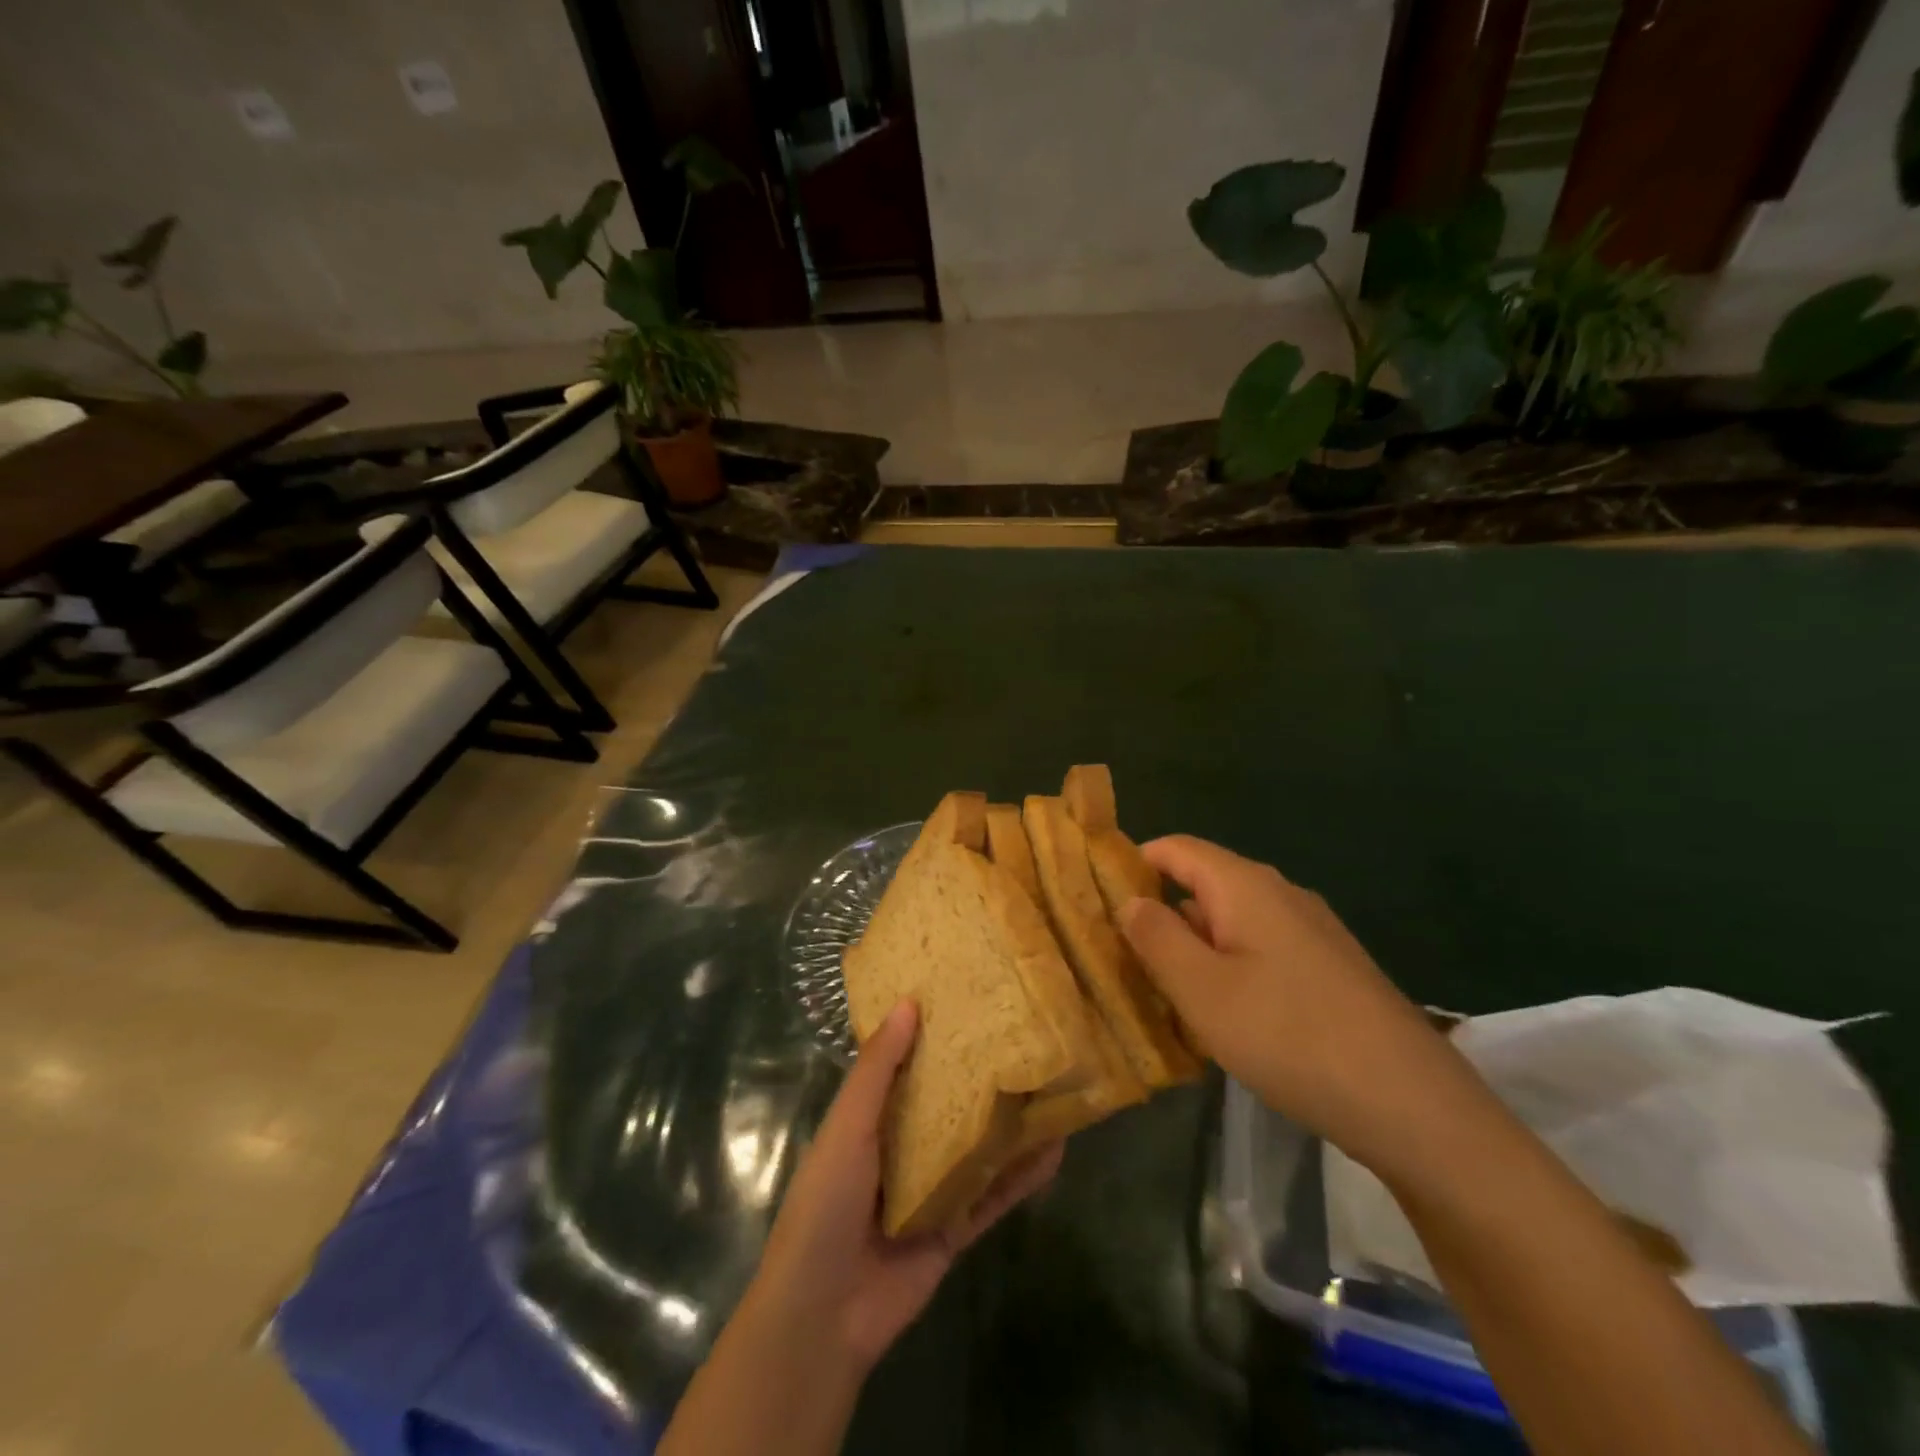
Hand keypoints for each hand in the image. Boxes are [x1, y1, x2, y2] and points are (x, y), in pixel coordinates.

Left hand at [748, 1001, 1064, 1372]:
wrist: (824, 1315)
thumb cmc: (826, 1203)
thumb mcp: (848, 1127)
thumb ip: (878, 1070)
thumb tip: (908, 1002)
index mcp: (872, 1118)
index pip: (906, 1064)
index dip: (933, 1032)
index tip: (968, 995)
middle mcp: (904, 1146)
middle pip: (949, 1102)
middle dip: (980, 1073)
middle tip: (1024, 1033)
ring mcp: (932, 1189)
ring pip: (979, 1145)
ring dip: (1011, 1122)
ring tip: (1052, 1084)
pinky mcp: (955, 1228)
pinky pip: (994, 1195)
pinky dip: (1022, 1175)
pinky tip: (1055, 1150)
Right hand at [1119, 835, 1470, 1173]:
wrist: (1413, 1104)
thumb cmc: (1290, 1036)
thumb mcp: (1202, 990)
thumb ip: (1156, 937)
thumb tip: (1131, 900)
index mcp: (1245, 885)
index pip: (1176, 848)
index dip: (1133, 862)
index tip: (1096, 895)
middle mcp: (1281, 894)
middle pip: (1204, 884)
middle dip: (1160, 913)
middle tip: (1122, 956)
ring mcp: (1312, 931)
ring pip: (1233, 921)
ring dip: (1194, 947)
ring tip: (1163, 991)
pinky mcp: (1331, 968)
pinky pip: (1263, 950)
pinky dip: (1230, 967)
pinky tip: (1225, 1015)